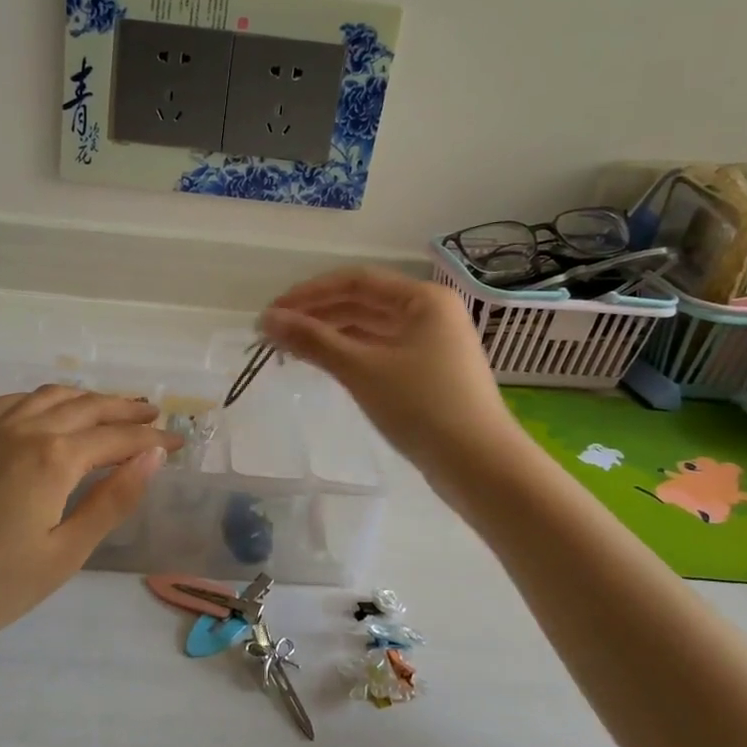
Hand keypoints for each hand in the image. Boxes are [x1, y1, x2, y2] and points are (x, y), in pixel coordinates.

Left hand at [0, 387, 181, 638]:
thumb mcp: (65, 552)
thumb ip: (112, 501)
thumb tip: (152, 459)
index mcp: (55, 458)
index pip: (117, 439)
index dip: (151, 440)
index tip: (177, 443)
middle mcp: (25, 430)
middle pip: (86, 408)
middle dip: (124, 410)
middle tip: (152, 415)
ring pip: (48, 397)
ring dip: (85, 397)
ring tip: (108, 405)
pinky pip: (9, 401)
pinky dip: (39, 398)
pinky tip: (43, 407)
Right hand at [260, 267, 519, 481]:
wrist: (480, 465)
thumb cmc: (422, 407)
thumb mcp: (361, 369)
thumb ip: (313, 341)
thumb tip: (266, 320)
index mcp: (423, 299)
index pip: (355, 281)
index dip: (309, 293)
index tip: (272, 313)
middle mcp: (430, 313)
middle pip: (363, 302)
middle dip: (317, 314)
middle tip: (274, 334)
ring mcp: (432, 344)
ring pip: (371, 329)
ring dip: (331, 335)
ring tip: (292, 349)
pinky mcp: (429, 374)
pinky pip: (381, 352)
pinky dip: (351, 354)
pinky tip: (326, 365)